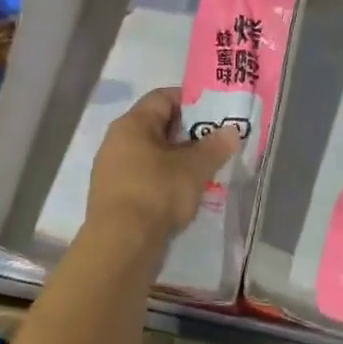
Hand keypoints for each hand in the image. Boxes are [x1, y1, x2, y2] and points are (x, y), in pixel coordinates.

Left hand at [87, 88, 240, 256]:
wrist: (120, 245)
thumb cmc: (156, 194)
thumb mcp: (194, 168)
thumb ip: (214, 146)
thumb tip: (232, 130)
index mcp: (132, 123)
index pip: (162, 97)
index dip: (190, 100)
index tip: (214, 113)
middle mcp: (116, 140)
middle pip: (156, 125)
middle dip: (186, 133)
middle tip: (213, 143)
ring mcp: (111, 169)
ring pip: (149, 153)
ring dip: (175, 158)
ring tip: (202, 170)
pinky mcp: (112, 195)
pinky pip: (142, 175)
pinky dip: (162, 178)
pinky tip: (180, 193)